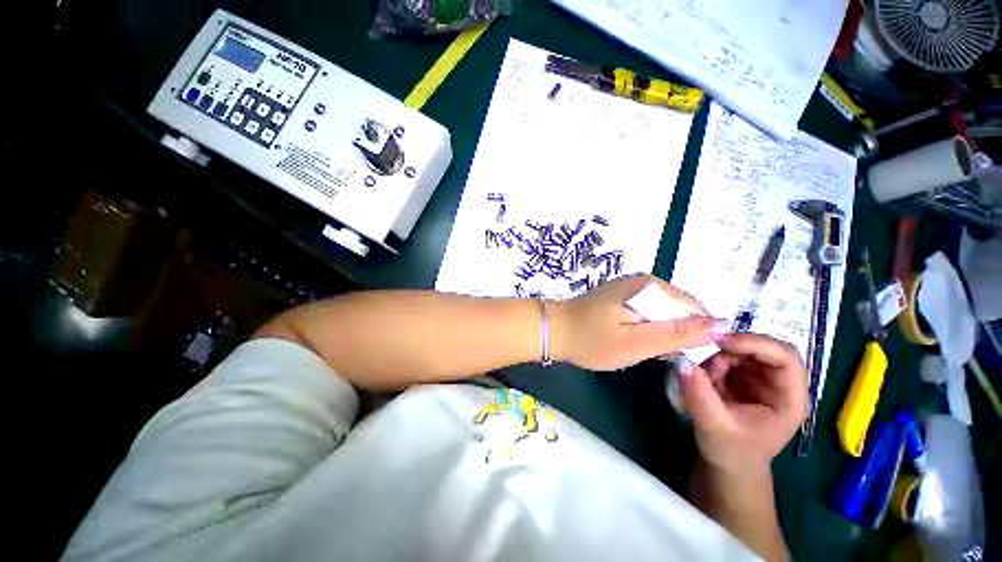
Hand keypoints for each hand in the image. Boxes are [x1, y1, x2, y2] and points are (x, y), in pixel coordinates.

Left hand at [551, 275, 726, 370]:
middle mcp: (643, 281)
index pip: (694, 308)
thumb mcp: (637, 342)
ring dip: (663, 333)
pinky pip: (646, 313)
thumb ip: (678, 334)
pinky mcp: (620, 298)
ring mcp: (630, 288)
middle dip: (680, 334)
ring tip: (651, 352)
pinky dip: (648, 329)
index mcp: (650, 286)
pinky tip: (638, 342)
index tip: (691, 358)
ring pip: (662, 312)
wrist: (554, 331)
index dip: (699, 334)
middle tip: (666, 358)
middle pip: (679, 309)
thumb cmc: (592, 339)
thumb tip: (723, 325)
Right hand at [680, 333, 806, 473]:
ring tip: (703, 376)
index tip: (722, 342)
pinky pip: (727, 357)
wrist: (727, 465)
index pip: (786, 358)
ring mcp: (760, 380)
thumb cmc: (730, 452)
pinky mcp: (742, 378)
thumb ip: (700, 395)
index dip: (757, 344)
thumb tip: (682, 362)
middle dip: (731, 347)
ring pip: (742, 350)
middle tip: (703, 352)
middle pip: (762, 348)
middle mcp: (778, 384)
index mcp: (788, 400)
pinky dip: (711, 360)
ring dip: (718, 355)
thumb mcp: (714, 426)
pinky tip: (704, 378)